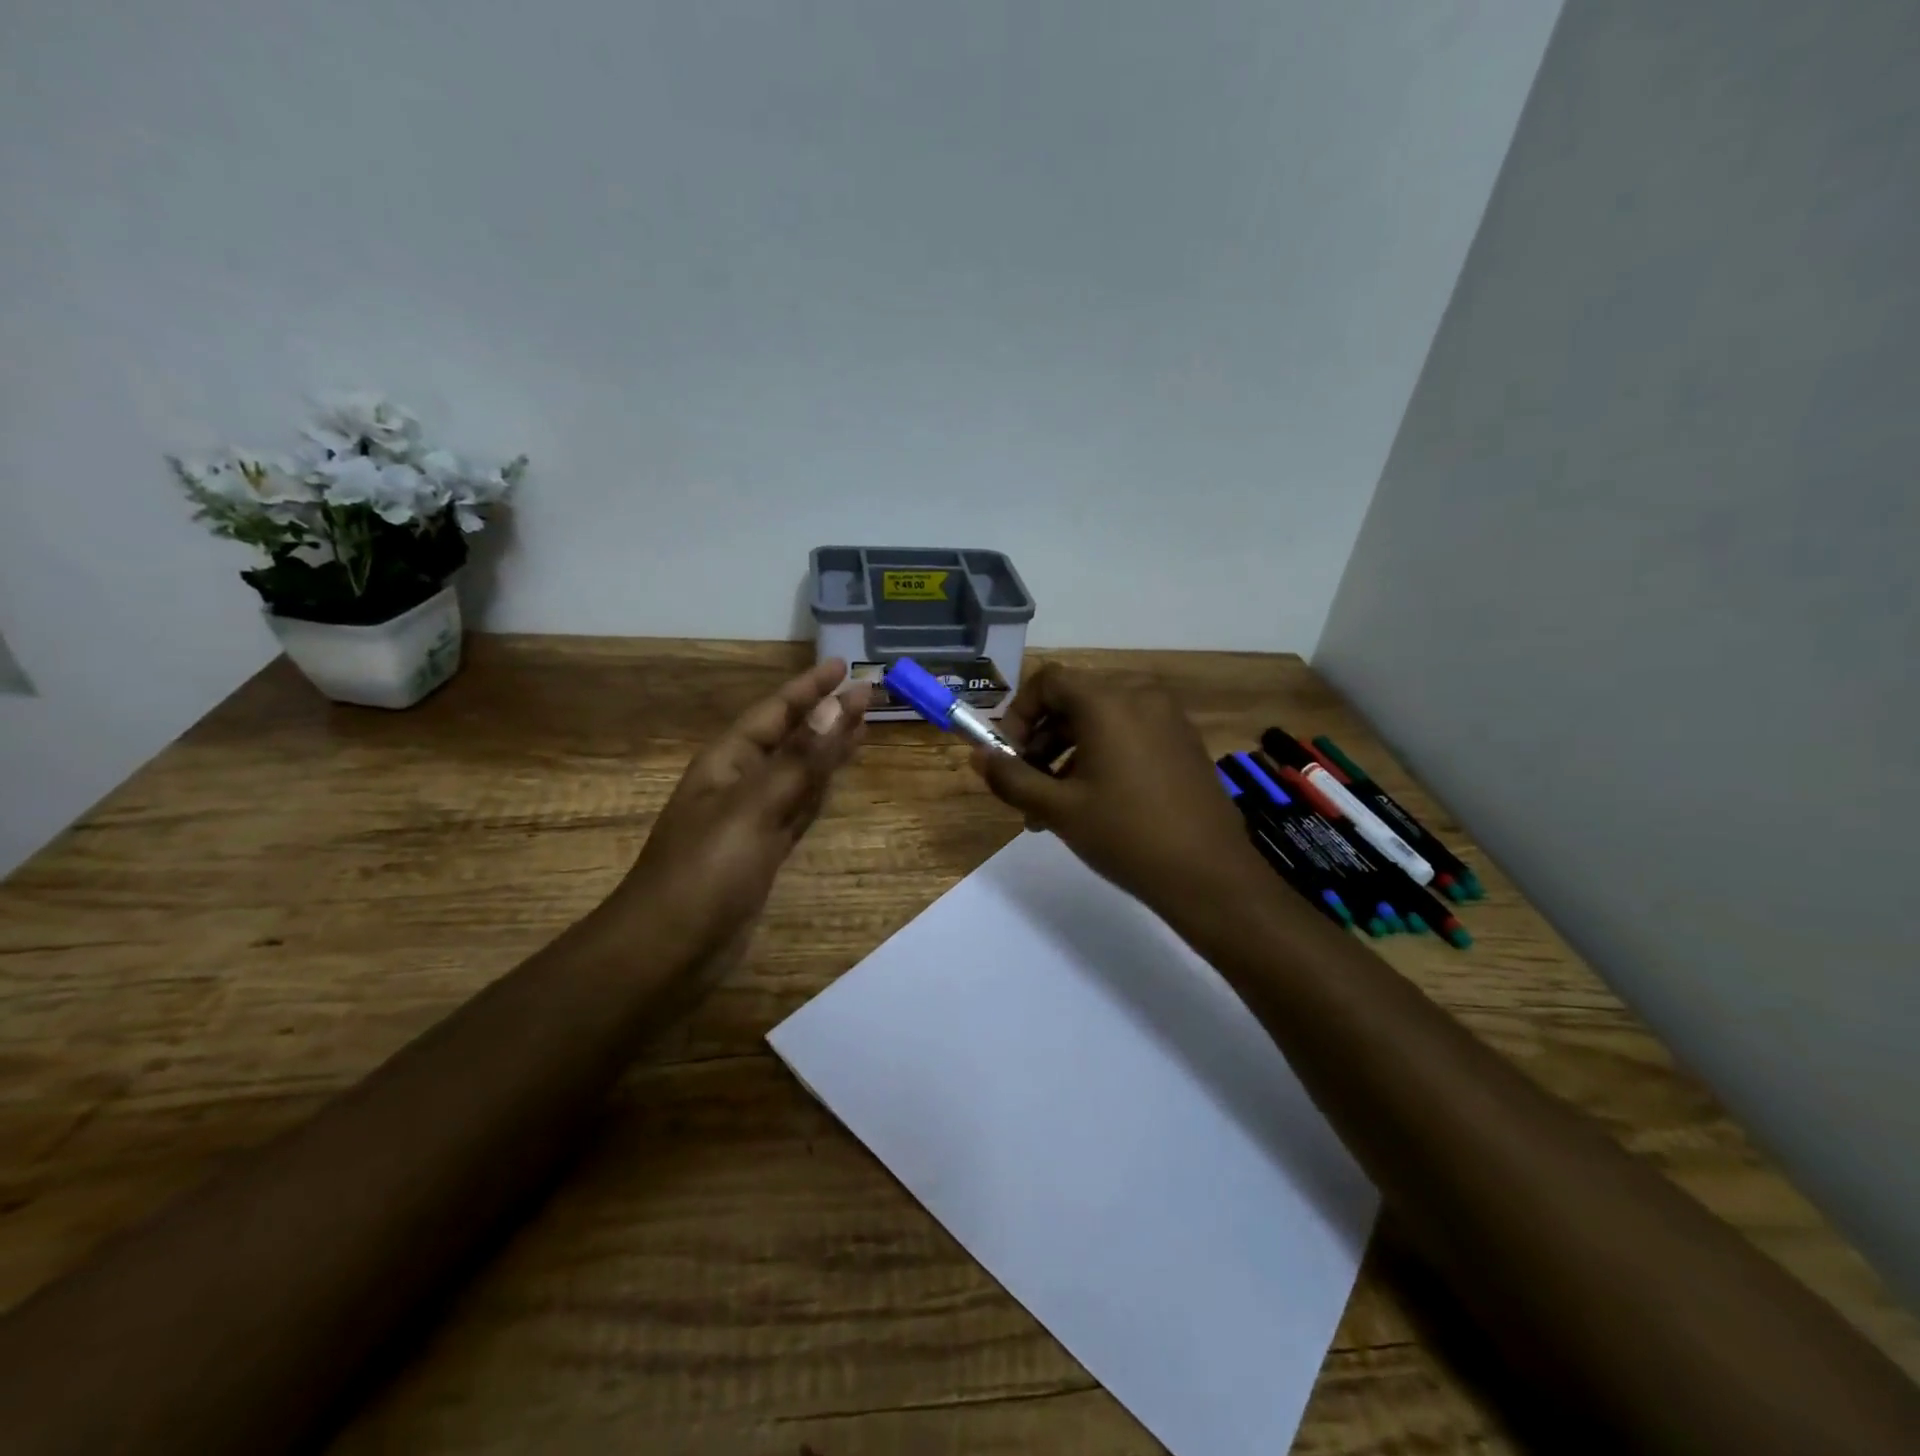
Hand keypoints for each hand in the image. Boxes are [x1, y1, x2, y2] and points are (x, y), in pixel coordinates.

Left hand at [618, 658, 871, 969]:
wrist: (668, 951)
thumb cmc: (704, 873)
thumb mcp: (753, 809)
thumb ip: (799, 760)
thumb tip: (836, 706)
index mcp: (727, 762)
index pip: (775, 712)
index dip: (808, 688)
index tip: (843, 666)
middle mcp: (740, 783)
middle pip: (790, 738)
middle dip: (825, 714)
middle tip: (867, 693)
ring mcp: (753, 820)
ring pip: (799, 773)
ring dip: (828, 750)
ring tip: (862, 726)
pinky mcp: (765, 852)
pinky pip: (800, 808)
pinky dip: (821, 791)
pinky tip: (837, 779)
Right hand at [968, 661, 1262, 920]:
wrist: (1210, 875)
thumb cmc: (1126, 835)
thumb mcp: (1058, 809)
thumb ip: (1011, 777)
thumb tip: (977, 756)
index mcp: (1108, 702)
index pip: (1048, 681)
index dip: (1018, 713)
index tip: (1008, 756)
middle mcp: (1140, 696)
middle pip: (1073, 700)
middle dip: (1040, 741)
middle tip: (1027, 787)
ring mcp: (1168, 718)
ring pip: (1100, 720)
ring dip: (1067, 753)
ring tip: (1053, 807)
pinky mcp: (1183, 741)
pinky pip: (1129, 733)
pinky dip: (1101, 755)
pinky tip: (1093, 803)